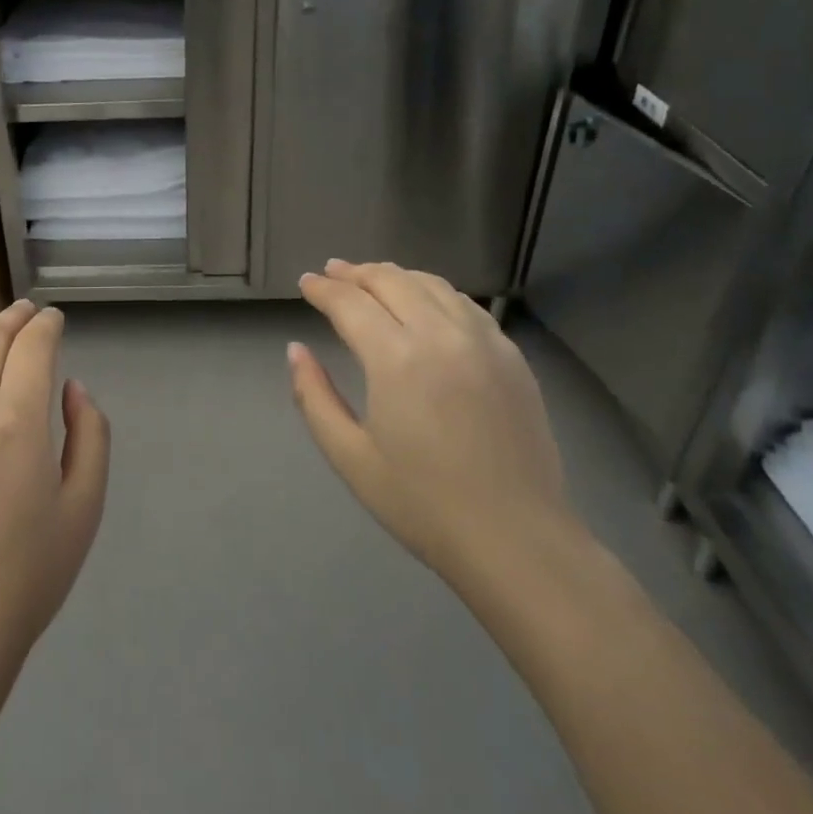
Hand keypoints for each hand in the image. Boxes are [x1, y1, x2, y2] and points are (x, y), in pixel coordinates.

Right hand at [289, 261, 580, 587]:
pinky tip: (426, 302)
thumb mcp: (349, 456)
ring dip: (395, 276)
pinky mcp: (511, 357)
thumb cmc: (422, 504)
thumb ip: (313, 396)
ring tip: (372, 279)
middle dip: (355, 273)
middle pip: (391, 281)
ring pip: (432, 285)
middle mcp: (441, 335)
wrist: (516, 540)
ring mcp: (484, 342)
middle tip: (332, 272)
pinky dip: (435, 292)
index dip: (323, 289)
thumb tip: (296, 349)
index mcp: (397, 359)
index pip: (350, 303)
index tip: (305, 283)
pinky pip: (466, 305)